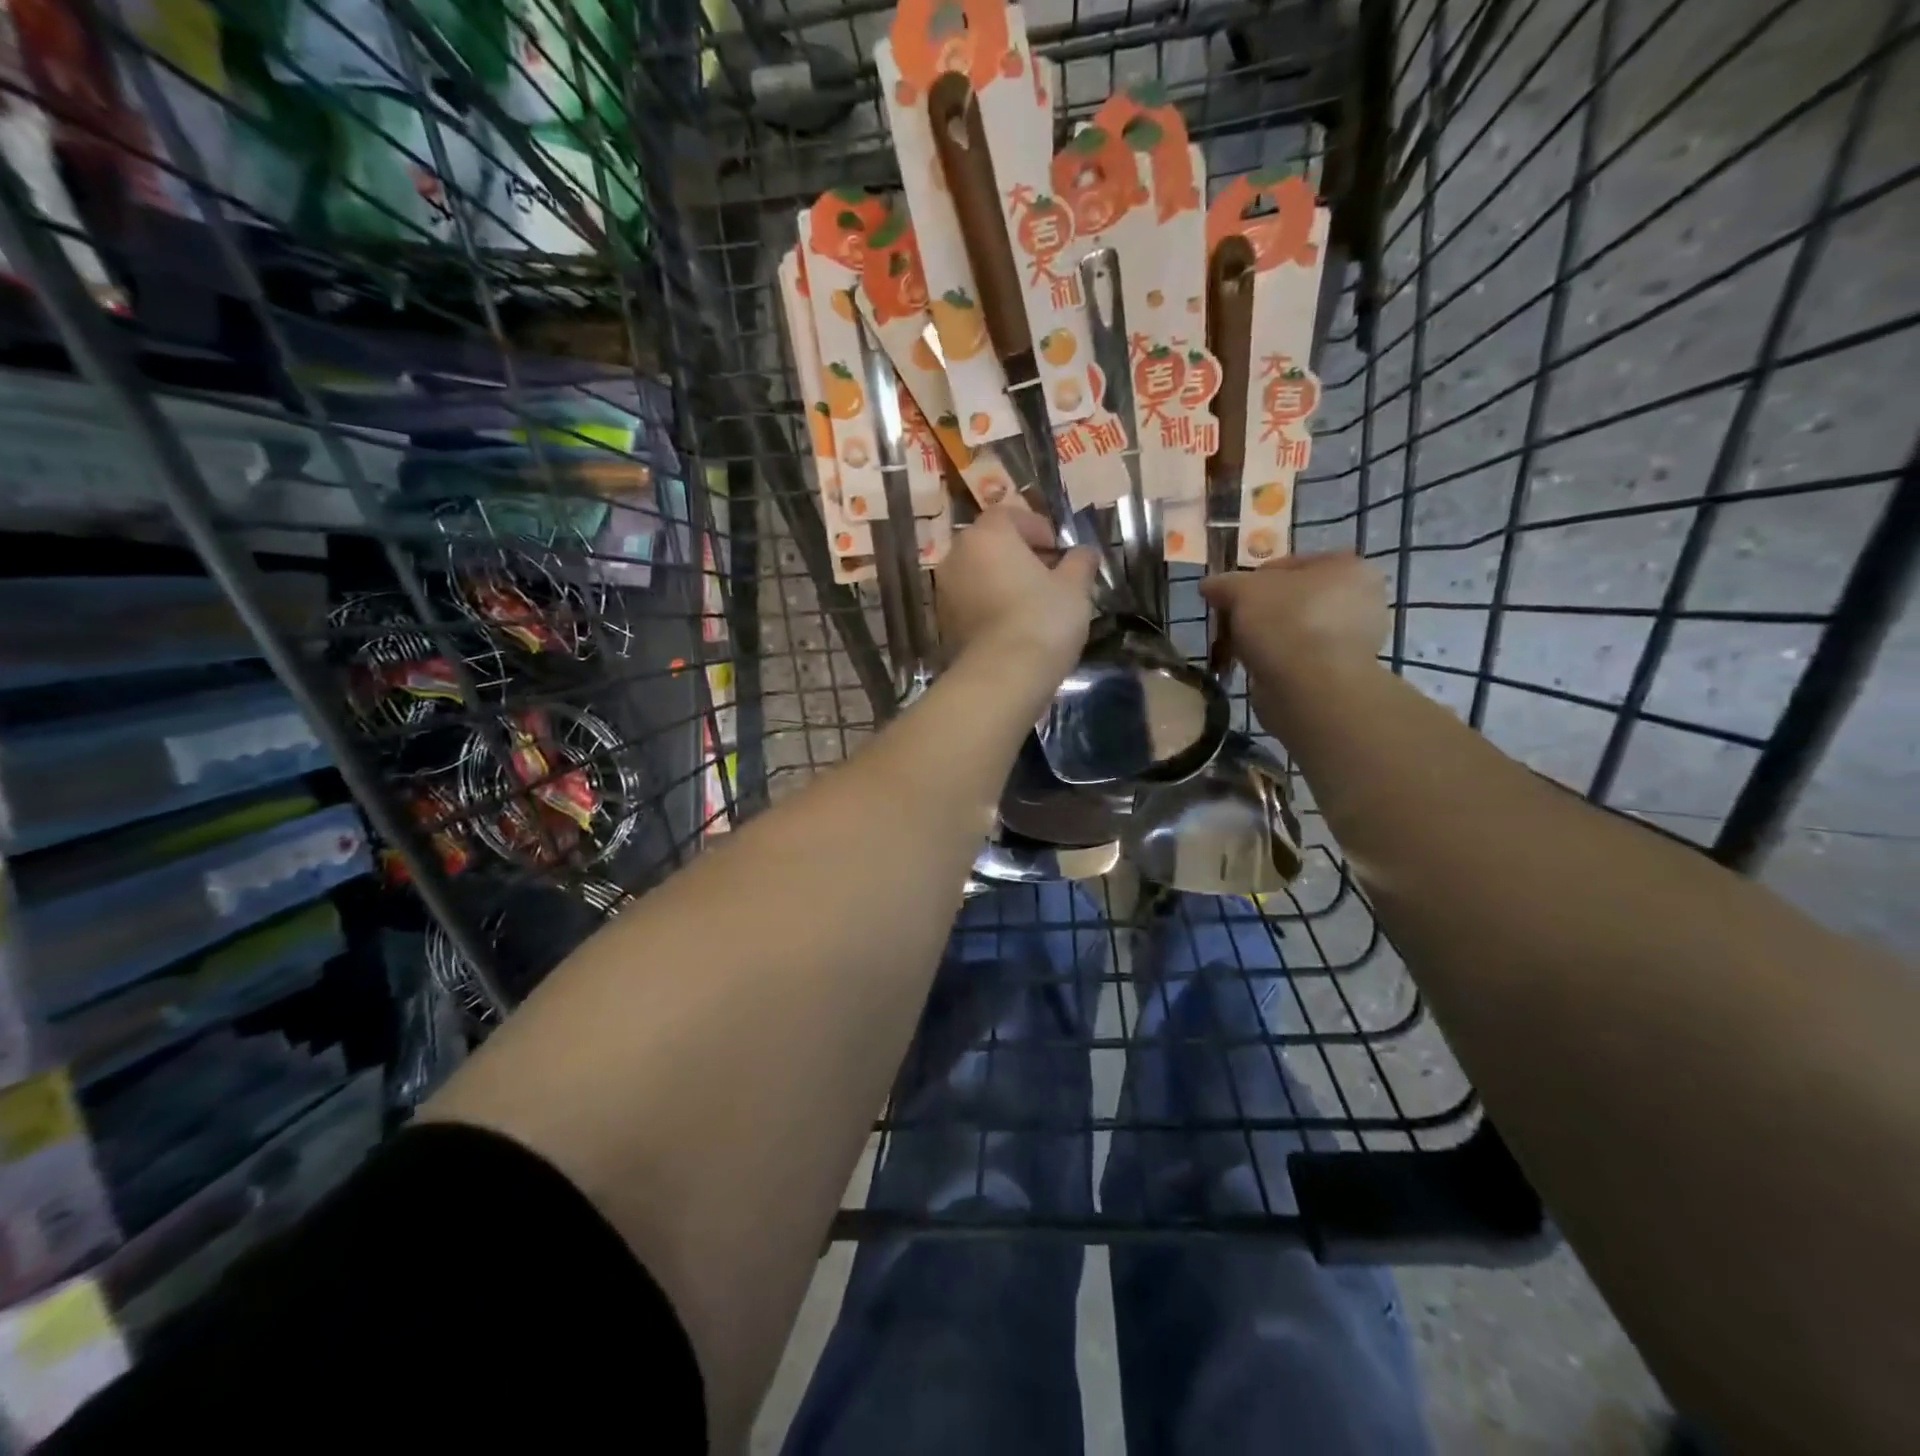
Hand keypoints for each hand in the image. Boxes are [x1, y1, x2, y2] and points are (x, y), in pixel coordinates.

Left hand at [936, 506, 1098, 683]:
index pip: (1010, 515)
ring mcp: (944, 591)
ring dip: (1002, 580)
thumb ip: (1079, 562)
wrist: (1001, 676)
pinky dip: (989, 605)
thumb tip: (1085, 552)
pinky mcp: (943, 623)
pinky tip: (1013, 625)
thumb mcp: (1074, 587)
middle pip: (990, 544)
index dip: (1037, 527)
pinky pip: (970, 603)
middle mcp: (957, 556)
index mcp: (987, 536)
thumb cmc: (1042, 619)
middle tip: (1048, 575)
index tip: (1058, 549)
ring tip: (1032, 602)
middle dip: (1018, 554)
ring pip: (978, 574)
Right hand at [1199, 552, 1387, 686]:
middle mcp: (1361, 600)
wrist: (1309, 687)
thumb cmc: (1285, 622)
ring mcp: (1354, 640)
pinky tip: (1257, 667)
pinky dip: (1277, 661)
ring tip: (1239, 647)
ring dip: (1267, 637)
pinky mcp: (1339, 673)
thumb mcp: (1243, 590)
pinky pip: (1299, 658)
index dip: (1254, 578)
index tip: (1231, 596)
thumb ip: (1225, 583)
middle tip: (1233, 621)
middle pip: (1294, 598)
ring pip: (1295, 630)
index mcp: (1349, 568)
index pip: (1291, 564)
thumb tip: (1209, 585)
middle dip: (1261, 610)